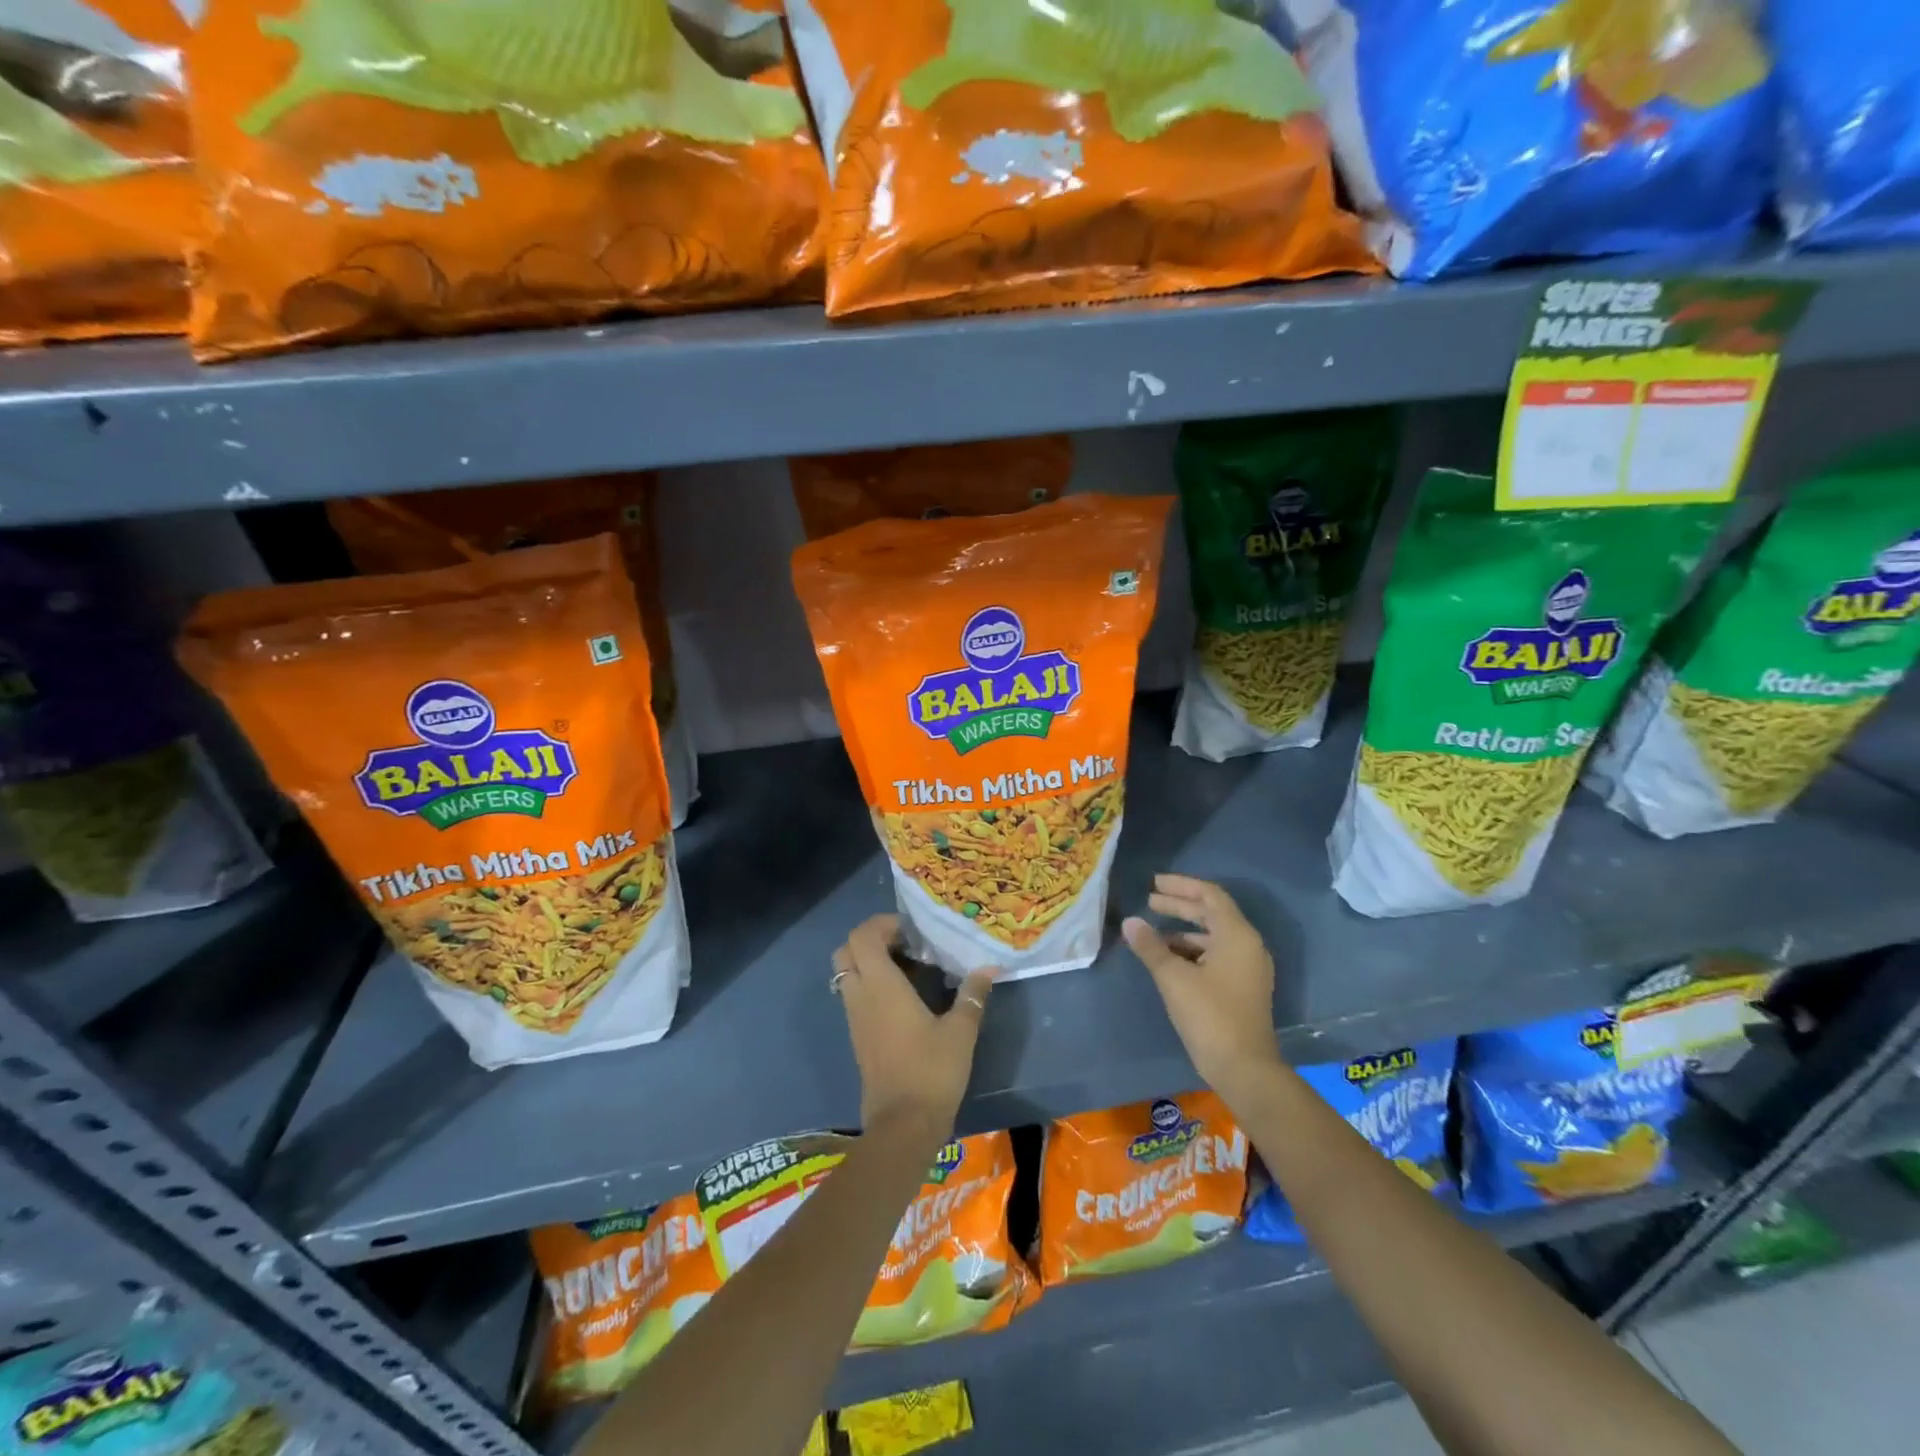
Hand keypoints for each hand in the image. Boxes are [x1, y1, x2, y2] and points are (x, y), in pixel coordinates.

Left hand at [832, 914, 995, 1139]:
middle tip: (905, 943)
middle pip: (846, 950)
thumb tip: (989, 968)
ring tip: (908, 966)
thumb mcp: (961, 1031)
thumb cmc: (932, 1072)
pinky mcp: (858, 1036)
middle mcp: (860, 996)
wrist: (903, 1126)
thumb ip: (973, 995)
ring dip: (869, 961)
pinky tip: (903, 995)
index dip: (882, 924)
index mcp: (881, 986)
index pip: (862, 937)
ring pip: (847, 973)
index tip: (912, 930)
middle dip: (871, 938)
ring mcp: (855, 1017)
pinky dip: (870, 983)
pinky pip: (854, 994)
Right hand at [1123, 874, 1282, 1103]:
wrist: (1245, 1068)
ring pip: (1213, 936)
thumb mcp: (1173, 978)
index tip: (1153, 884)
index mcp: (1237, 935)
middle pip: (1212, 913)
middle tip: (1149, 901)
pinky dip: (1192, 950)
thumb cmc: (1210, 1015)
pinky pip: (1216, 954)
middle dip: (1180, 905)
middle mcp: (1248, 945)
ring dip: (1183, 929)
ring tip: (1153, 932)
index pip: (1209, 895)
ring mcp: (1248, 967)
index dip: (1181, 886)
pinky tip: (1168, 958)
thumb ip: (1150, 946)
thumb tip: (1130, 922)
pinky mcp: (1243, 986)